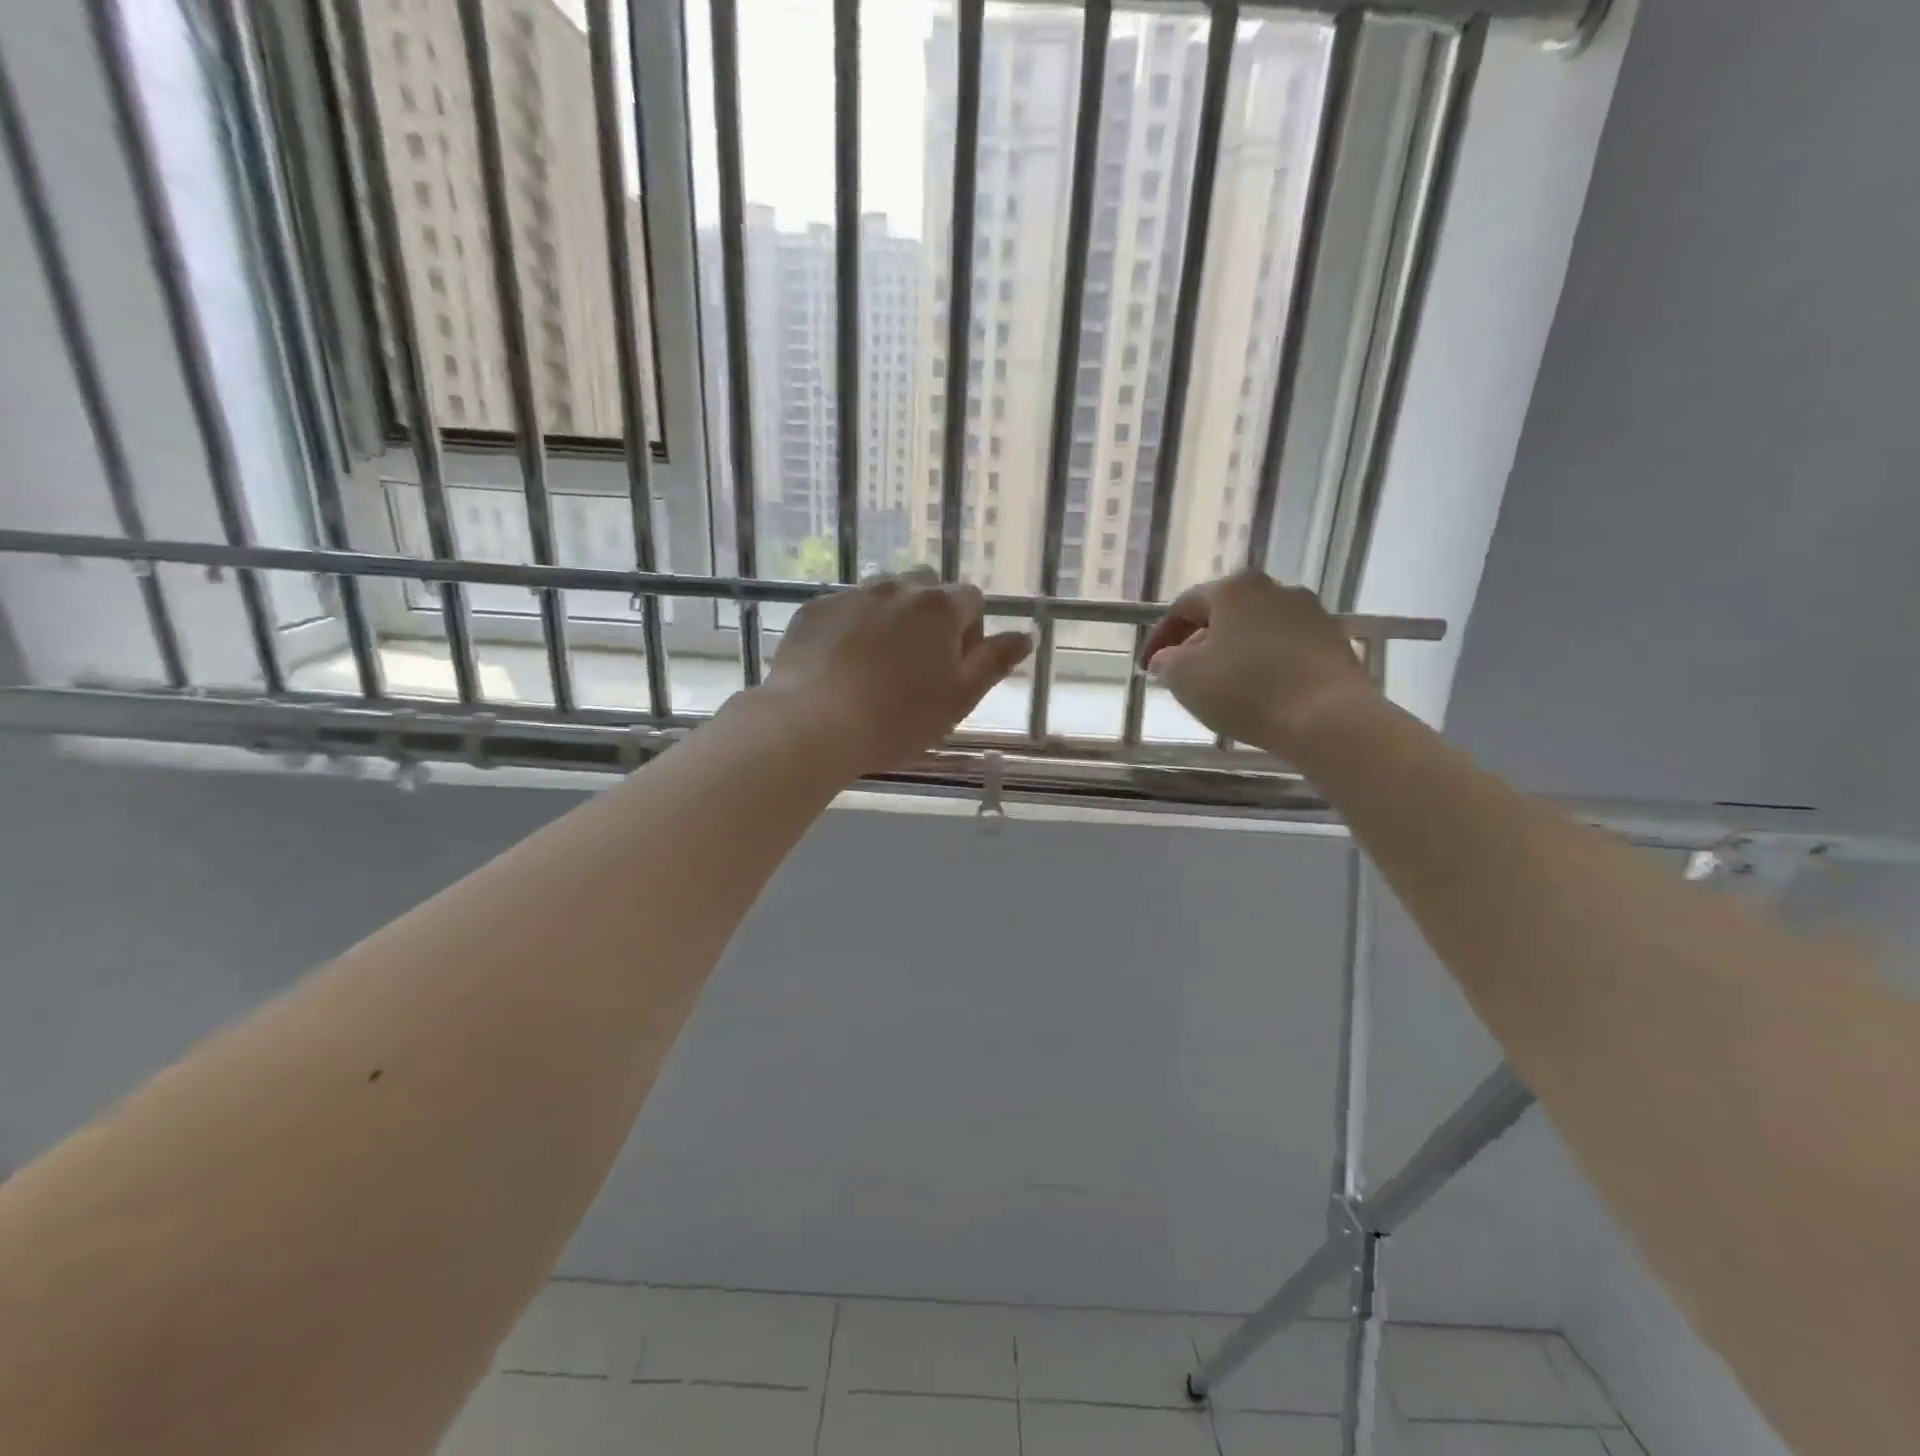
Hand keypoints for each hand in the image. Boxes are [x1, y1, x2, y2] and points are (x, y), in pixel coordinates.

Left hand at [766, 568, 1032, 774]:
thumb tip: (1026, 635)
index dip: (970, 631)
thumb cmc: (898, 718)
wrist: (813, 723)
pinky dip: (851, 627)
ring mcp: (851, 595)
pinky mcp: (814, 609)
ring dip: (891, 618)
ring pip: (883, 595)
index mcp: (940, 607)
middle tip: (919, 663)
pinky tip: (841, 665)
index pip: (971, 600)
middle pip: (927, 588)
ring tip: (878, 663)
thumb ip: (994, 662)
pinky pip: (844, 609)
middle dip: (931, 615)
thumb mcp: (959, 698)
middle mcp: (897, 588)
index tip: (955, 666)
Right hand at [1141, 571, 1381, 758]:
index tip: (1148, 666)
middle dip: (1199, 641)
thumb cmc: (1245, 690)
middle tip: (1183, 673)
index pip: (1185, 606)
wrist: (1328, 718)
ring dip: (1234, 652)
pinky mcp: (1336, 642)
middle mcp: (1275, 589)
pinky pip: (1287, 648)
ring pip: (1258, 630)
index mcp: (1234, 588)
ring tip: (1222, 685)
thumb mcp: (1185, 678)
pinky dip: (1266, 664)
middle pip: (1225, 613)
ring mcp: (1311, 613)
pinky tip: (1259, 691)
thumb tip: (1169, 658)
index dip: (1161, 637)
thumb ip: (1167, 662)